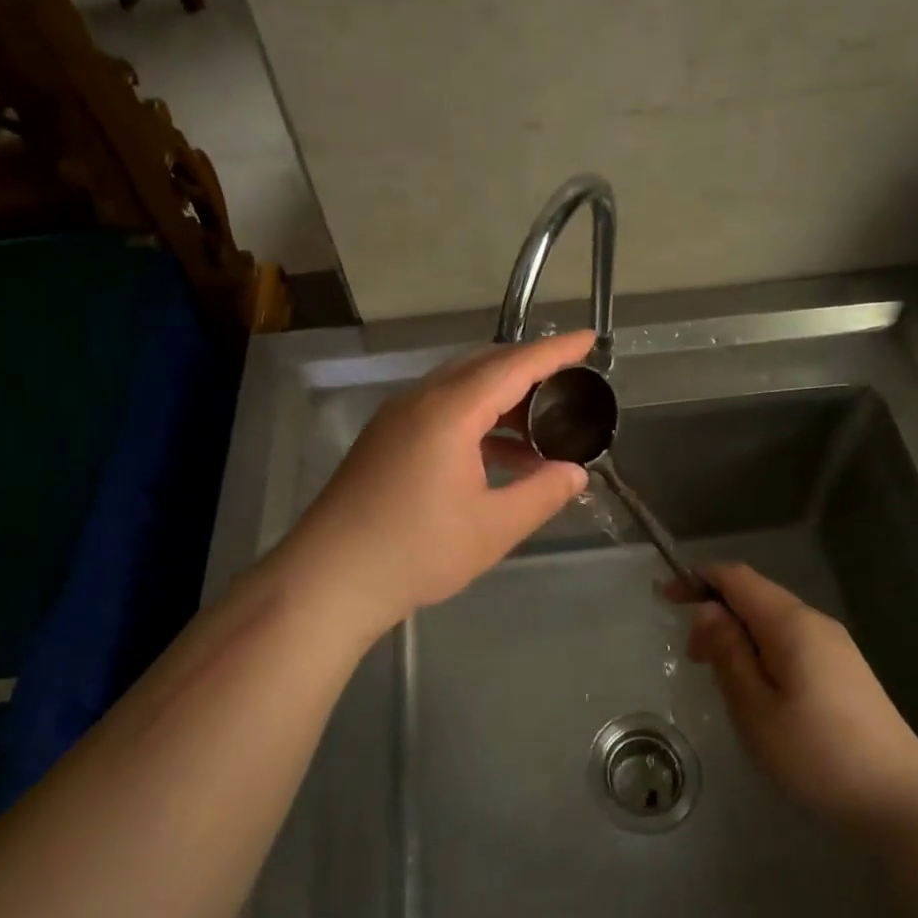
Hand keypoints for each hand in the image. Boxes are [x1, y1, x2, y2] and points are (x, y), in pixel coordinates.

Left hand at [268, 331, 593, 643]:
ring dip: (502, 398)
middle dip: (529, 368)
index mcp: (450, 410)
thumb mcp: (493, 527)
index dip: (555, 352)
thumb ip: (541, 493)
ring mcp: (397, 418)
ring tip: (541, 428)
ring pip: (460, 388)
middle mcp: (421, 400)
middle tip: (569, 381)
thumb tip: (575, 472)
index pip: (513, 366)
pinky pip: (441, 410)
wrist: (329, 578)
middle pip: (483, 366)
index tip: (588, 339)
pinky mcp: (385, 439)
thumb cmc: (416, 551)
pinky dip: (476, 420)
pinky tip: (498, 455)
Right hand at [673, 564, 917, 828]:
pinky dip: (761, 648)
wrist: (901, 799)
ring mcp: (834, 644)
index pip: (737, 577)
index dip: (698, 579)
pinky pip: (790, 639)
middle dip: (715, 611)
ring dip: (738, 633)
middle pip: (755, 594)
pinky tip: (756, 686)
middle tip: (692, 657)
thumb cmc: (818, 755)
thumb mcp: (755, 708)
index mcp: (791, 623)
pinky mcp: (844, 667)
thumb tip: (708, 610)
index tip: (667, 598)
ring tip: (719, 675)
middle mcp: (814, 621)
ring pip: (772, 619)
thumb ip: (728, 652)